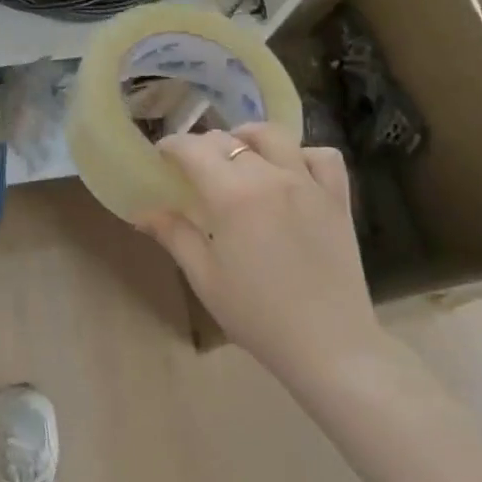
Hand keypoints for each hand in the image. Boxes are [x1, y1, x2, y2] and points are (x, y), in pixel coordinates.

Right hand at [137, 123, 380, 378]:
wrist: (328, 346)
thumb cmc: (257, 314)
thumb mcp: (205, 277)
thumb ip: (174, 235)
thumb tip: (144, 212)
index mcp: (232, 195)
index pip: (194, 149)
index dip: (172, 146)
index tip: (162, 156)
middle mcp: (270, 177)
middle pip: (229, 140)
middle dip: (204, 145)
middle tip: (193, 166)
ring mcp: (309, 184)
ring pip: (275, 136)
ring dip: (249, 138)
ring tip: (240, 155)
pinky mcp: (337, 199)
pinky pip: (323, 156)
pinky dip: (304, 154)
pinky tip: (291, 171)